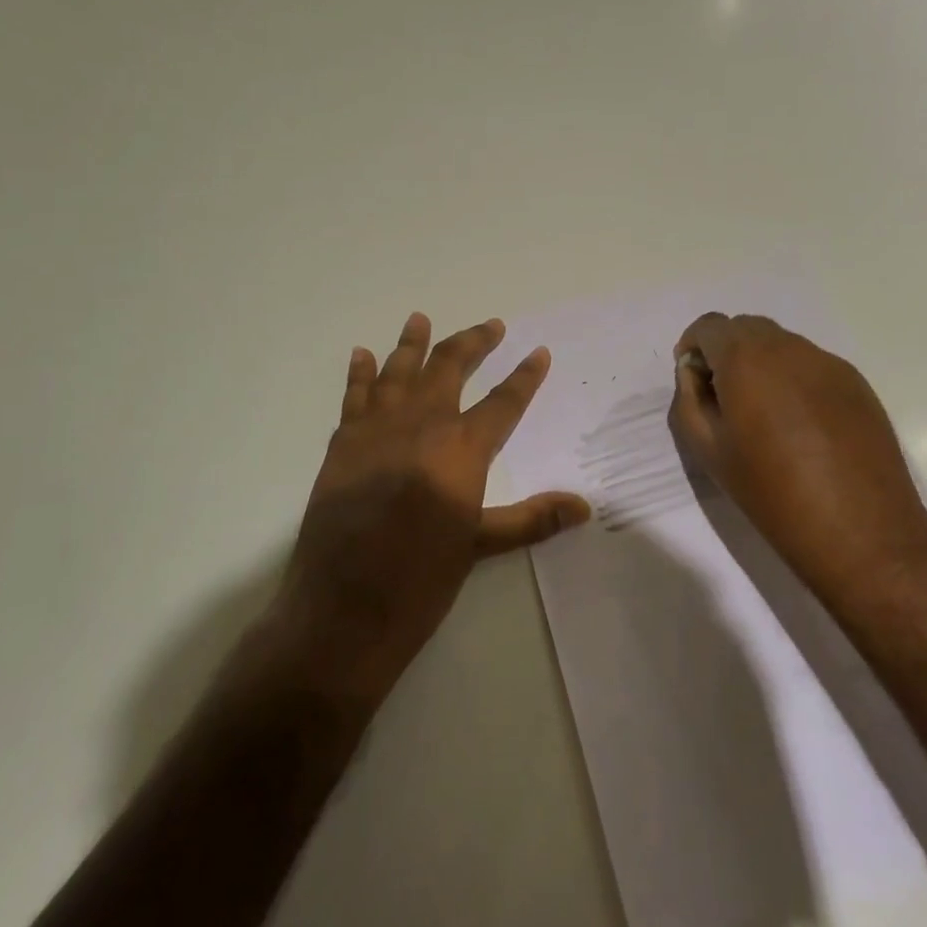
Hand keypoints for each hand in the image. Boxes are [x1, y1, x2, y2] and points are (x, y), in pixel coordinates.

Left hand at [274, 313, 589, 701]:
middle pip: (450, 368)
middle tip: (491, 325)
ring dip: (412, 343)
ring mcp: (376, 429)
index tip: (538, 352)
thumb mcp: (480, 546)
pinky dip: (359, 372)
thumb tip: (584, 507)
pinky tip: (363, 354)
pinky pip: (353, 396)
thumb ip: (531, 519)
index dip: (525, 376)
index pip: (503, 402)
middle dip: (473, 343)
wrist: (342, 607)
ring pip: (399, 371)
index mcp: (461, 449)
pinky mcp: (343, 444)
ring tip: (420, 318)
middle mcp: (421, 425)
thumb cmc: (420, 579)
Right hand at [669, 313, 926, 604]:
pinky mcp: (857, 383)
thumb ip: (690, 399)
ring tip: (764, 415)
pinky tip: (801, 426)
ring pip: (781, 345)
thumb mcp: (709, 450)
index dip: (693, 346)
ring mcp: (828, 363)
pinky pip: (811, 366)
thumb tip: (695, 372)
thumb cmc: (771, 492)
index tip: (694, 379)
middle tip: (724, 398)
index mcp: (746, 359)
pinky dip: (793, 379)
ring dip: (761, 364)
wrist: (860, 530)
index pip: (709, 326)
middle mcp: (789, 348)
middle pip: (746, 328)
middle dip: (726, 352)